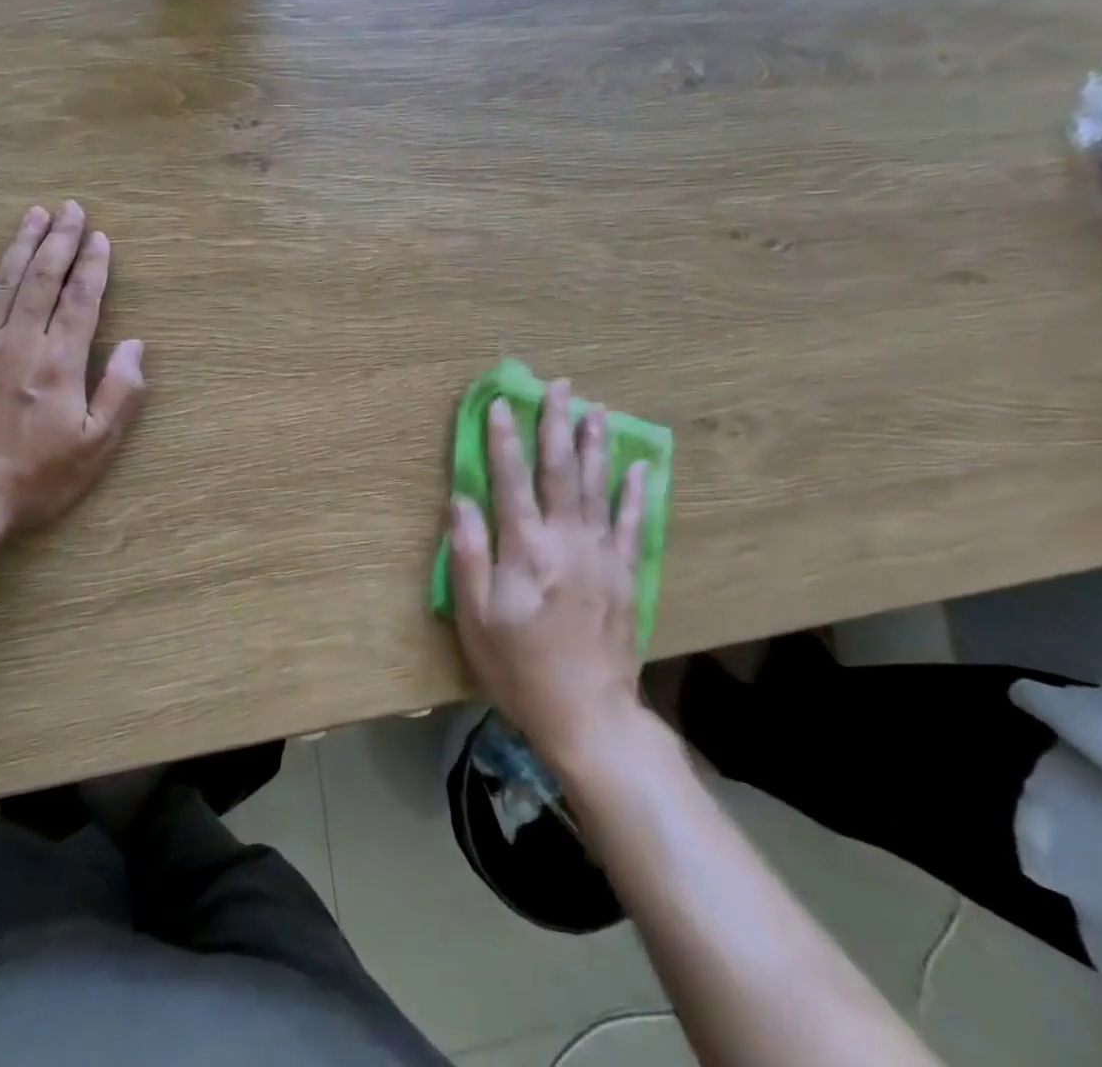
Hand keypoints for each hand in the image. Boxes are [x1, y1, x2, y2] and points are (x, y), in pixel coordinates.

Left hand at [0, 202, 145, 533]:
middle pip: (43, 279)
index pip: (82, 299)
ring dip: (22, 244)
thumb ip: (120, 392)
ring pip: (3, 282)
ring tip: (35, 214)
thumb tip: (136, 345)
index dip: (93, 265)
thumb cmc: (34, 476)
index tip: (100, 237)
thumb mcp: (96, 446)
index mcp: (60, 361)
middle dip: (60, 240)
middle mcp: (20, 341)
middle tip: (71, 208)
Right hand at [449, 380, 647, 769]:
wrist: (588, 714)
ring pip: (598, 487)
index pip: (511, 480)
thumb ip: (469, 556)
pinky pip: (632, 522)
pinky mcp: (625, 574)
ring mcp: (602, 555)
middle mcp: (567, 540)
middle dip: (556, 425)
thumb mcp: (476, 619)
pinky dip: (635, 492)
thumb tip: (461, 501)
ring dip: (596, 445)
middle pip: (561, 471)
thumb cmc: (520, 667)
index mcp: (526, 549)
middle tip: (559, 386)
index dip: (504, 440)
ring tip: (596, 409)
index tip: (501, 403)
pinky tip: (640, 466)